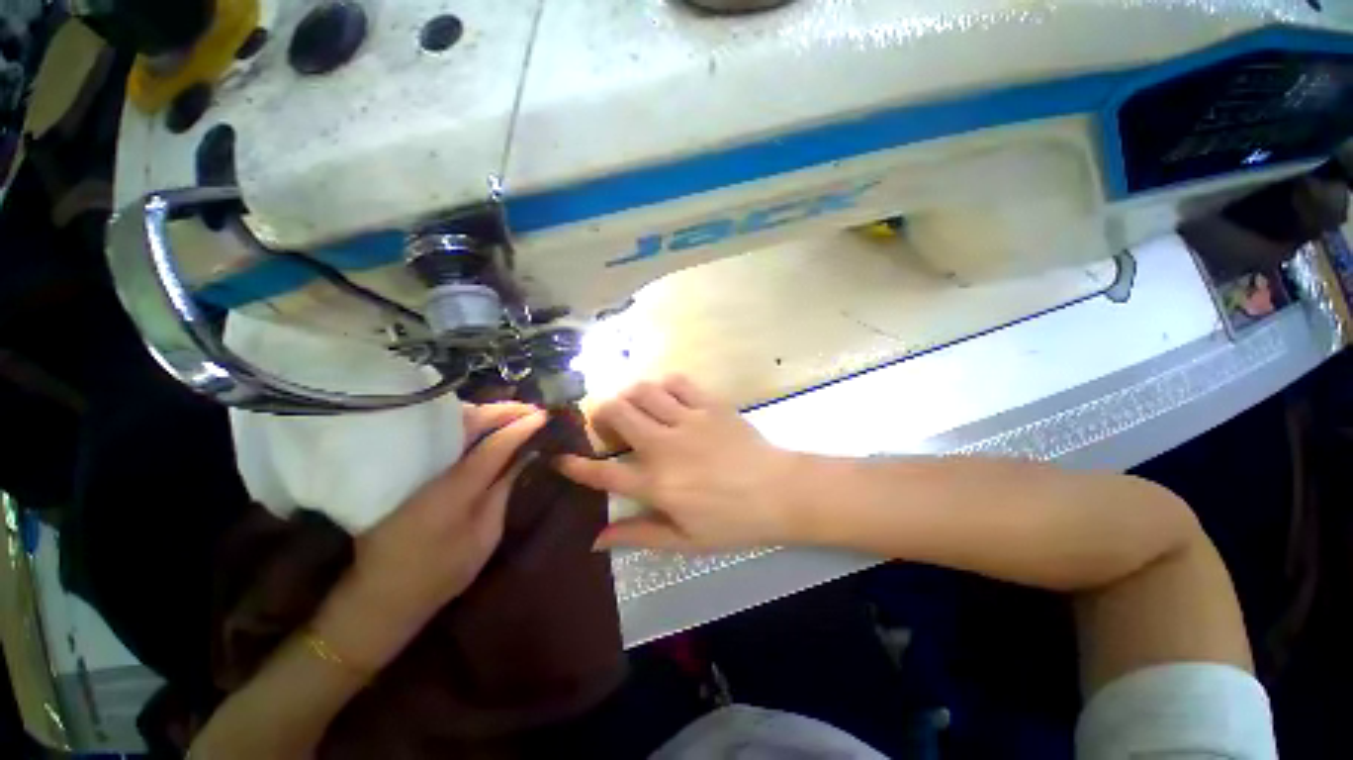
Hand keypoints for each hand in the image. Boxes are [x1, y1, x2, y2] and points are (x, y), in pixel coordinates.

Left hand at [319, 402, 546, 668]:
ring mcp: (414, 466)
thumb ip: (503, 490)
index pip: (494, 445)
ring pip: (452, 423)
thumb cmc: (441, 572)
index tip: (545, 415)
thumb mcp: (484, 536)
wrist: (382, 594)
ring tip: (516, 414)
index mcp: (454, 489)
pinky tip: (487, 426)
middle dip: (504, 411)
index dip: (521, 428)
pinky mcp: (406, 468)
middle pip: (469, 424)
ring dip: (487, 413)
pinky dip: (469, 423)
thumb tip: (526, 456)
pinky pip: (442, 433)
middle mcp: (432, 469)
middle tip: (533, 409)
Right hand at [556, 376, 798, 550]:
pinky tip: (666, 397)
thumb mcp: (684, 541)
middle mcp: (665, 446)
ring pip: (643, 391)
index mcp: (656, 485)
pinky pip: (677, 382)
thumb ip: (638, 535)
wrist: (779, 492)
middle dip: (601, 414)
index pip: (603, 473)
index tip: (560, 457)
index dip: (575, 465)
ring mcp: (688, 420)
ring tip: (635, 408)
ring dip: (630, 396)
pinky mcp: (710, 404)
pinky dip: (664, 385)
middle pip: (618, 414)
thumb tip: (596, 540)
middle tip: (608, 424)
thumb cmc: (732, 521)